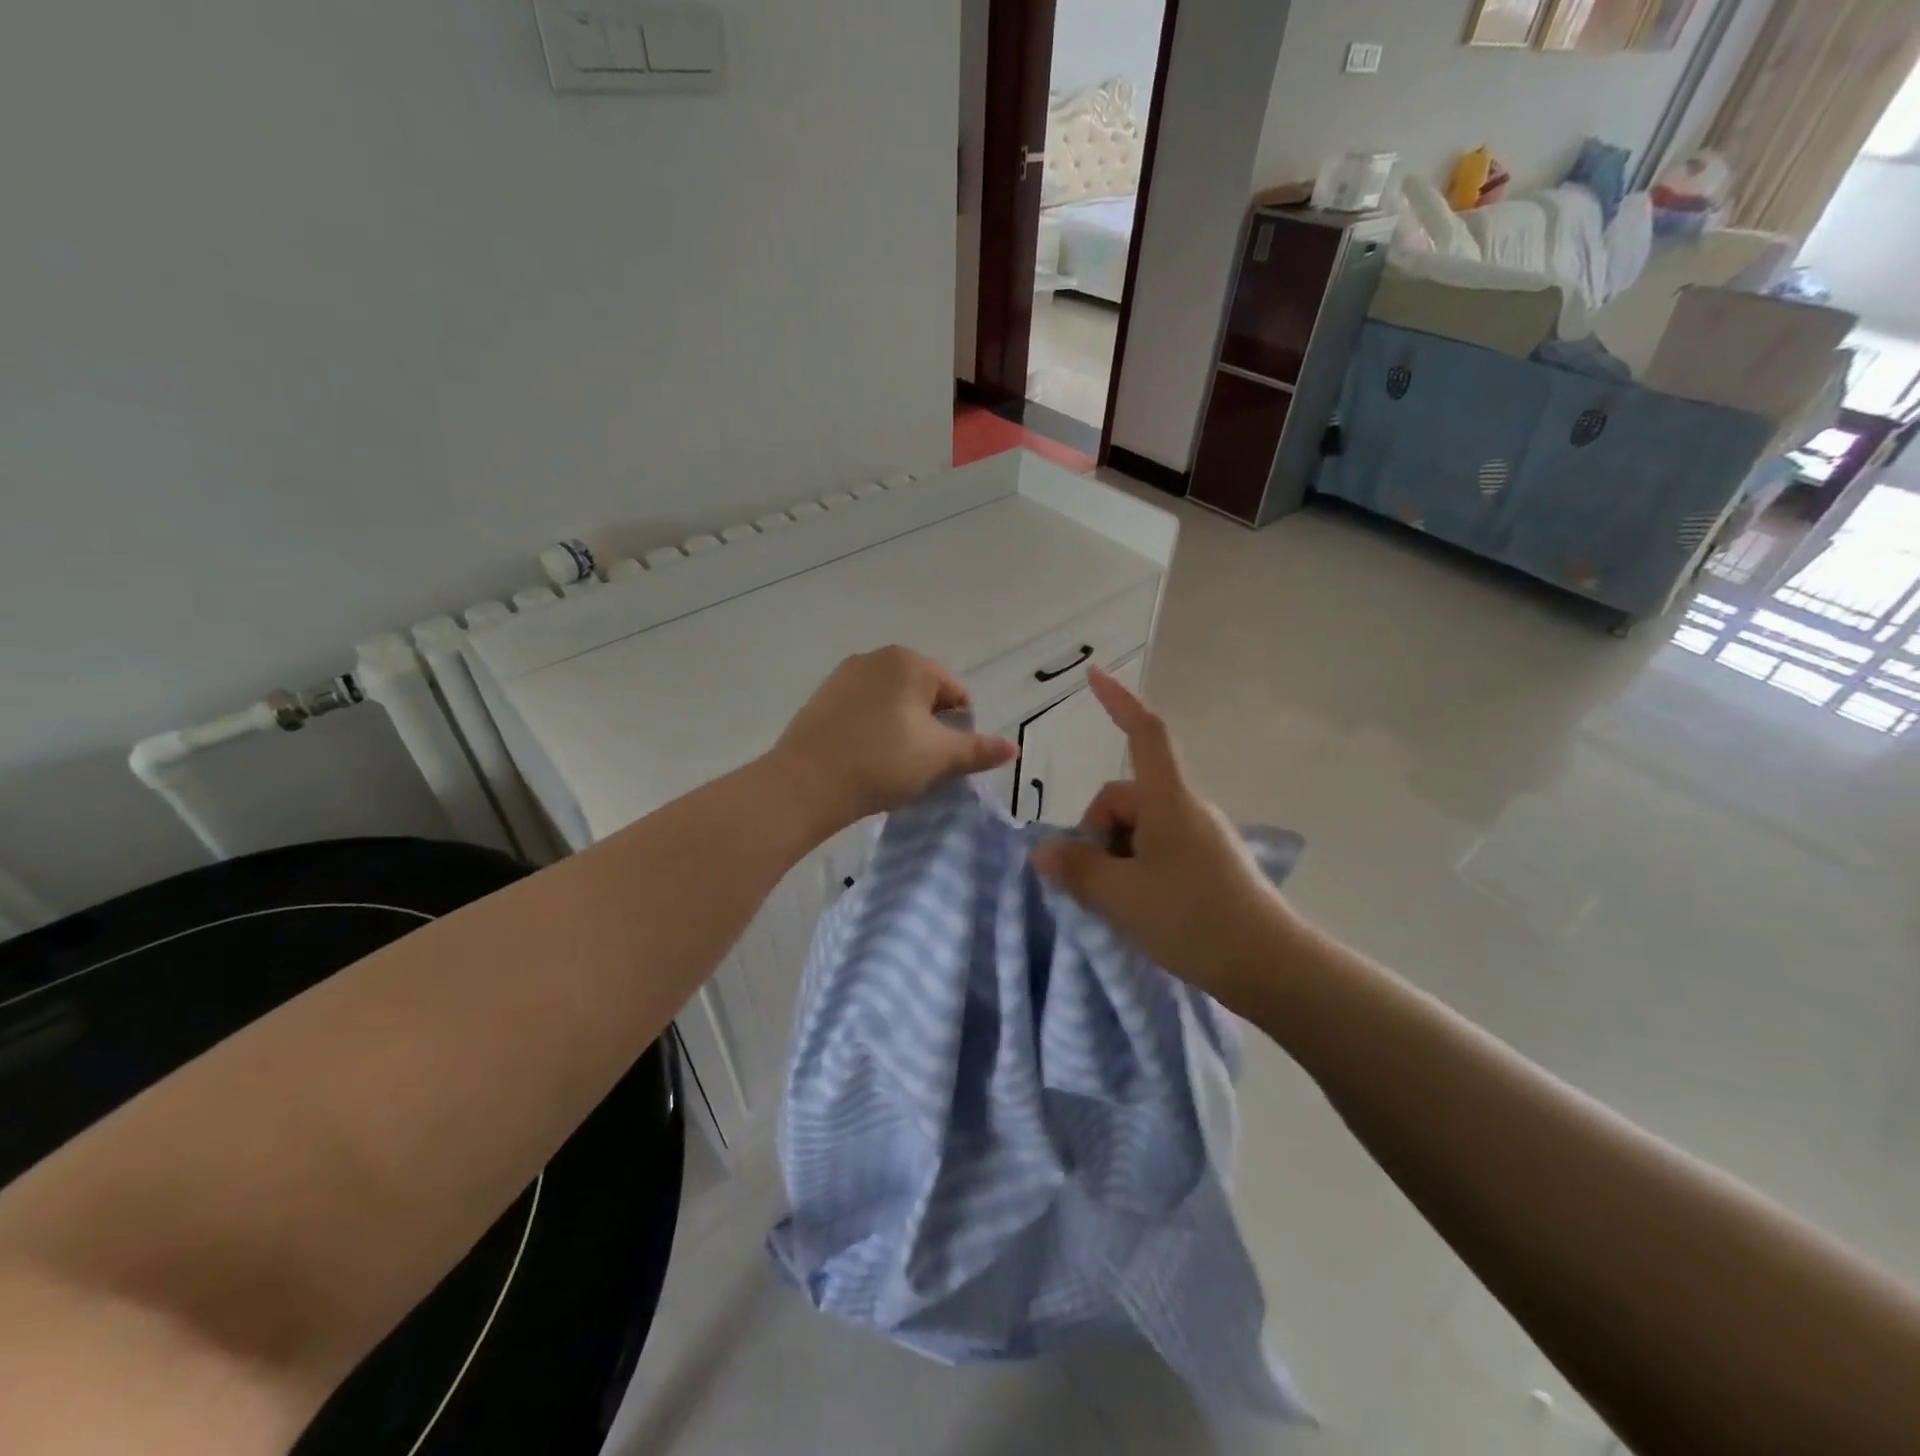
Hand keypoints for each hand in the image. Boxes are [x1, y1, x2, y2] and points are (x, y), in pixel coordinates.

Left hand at [769, 647, 1017, 836]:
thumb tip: (1014, 748)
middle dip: (929, 728)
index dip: (958, 729)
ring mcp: (844, 675)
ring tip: (891, 765)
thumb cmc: (882, 763)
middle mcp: (877, 657)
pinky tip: (865, 758)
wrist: (806, 784)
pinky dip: (873, 729)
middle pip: (923, 695)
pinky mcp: (822, 697)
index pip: (955, 693)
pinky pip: (863, 710)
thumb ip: (979, 750)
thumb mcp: (939, 759)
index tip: (944, 761)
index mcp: (910, 662)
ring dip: (901, 729)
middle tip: (920, 765)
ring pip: (892, 703)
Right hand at [1029, 667, 1300, 1003]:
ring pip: (1140, 830)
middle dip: (1098, 832)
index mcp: (1168, 800)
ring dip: (1116, 856)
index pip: (1144, 732)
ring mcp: (1202, 837)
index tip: (1094, 675)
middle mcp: (1187, 809)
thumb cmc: (1193, 919)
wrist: (1273, 967)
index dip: (1118, 701)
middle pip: (1126, 798)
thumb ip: (1077, 869)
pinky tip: (1139, 910)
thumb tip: (1044, 851)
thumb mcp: (1121, 896)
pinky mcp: (1211, 865)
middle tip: (1093, 883)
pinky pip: (1159, 851)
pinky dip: (1138, 870)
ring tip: (1117, 905)